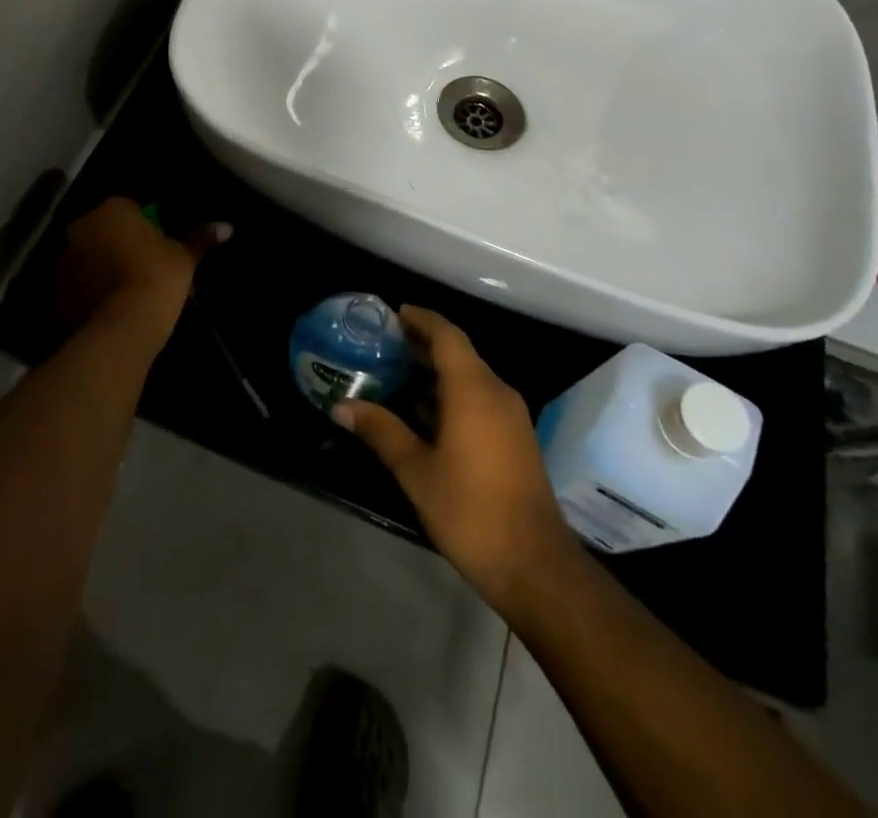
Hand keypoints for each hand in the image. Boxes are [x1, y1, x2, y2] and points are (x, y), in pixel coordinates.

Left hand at [53, 197, 230, 330]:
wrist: (121, 329)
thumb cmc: (157, 279)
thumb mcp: (184, 258)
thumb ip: (201, 239)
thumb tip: (227, 226)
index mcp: (112, 209)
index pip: (129, 208)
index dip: (145, 227)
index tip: (158, 247)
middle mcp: (81, 227)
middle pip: (103, 230)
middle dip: (118, 243)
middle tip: (142, 267)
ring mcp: (63, 259)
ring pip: (87, 256)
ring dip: (100, 266)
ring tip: (124, 292)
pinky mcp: (55, 291)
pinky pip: (77, 284)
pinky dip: (88, 291)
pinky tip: (108, 309)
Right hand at [334, 307, 578, 617]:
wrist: (535, 566)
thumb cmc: (471, 511)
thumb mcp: (417, 471)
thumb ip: (381, 432)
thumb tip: (341, 406)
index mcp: (474, 389)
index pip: (447, 335)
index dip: (421, 319)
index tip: (394, 312)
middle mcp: (496, 392)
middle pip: (459, 352)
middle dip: (423, 343)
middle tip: (385, 343)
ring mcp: (511, 416)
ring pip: (470, 376)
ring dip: (437, 370)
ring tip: (397, 373)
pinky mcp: (516, 438)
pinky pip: (480, 398)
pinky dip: (452, 392)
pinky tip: (425, 412)